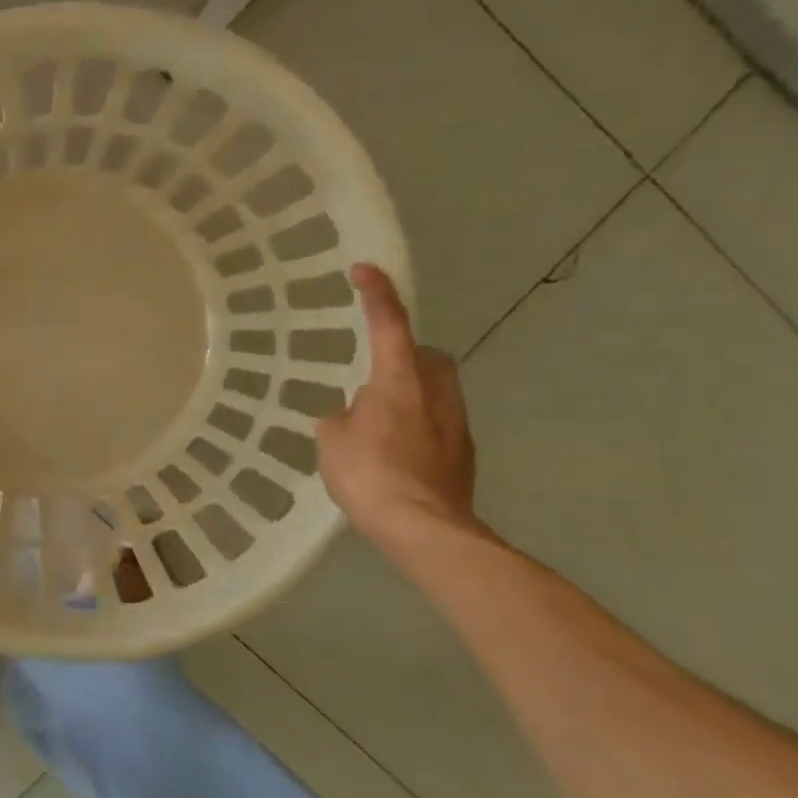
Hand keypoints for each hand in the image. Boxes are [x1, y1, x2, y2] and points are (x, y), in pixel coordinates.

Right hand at [317, 264, 479, 547]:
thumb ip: (339, 417)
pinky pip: (439, 423)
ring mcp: (456, 422)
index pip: (388, 324)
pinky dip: (419, 427)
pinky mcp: (464, 452)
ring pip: (437, 389)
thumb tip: (350, 415)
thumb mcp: (332, 441)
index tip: (364, 270)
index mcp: (398, 379)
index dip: (376, 294)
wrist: (424, 528)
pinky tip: (397, 454)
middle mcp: (435, 391)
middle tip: (374, 376)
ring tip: (380, 422)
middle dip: (404, 355)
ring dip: (412, 393)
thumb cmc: (370, 475)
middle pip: (426, 355)